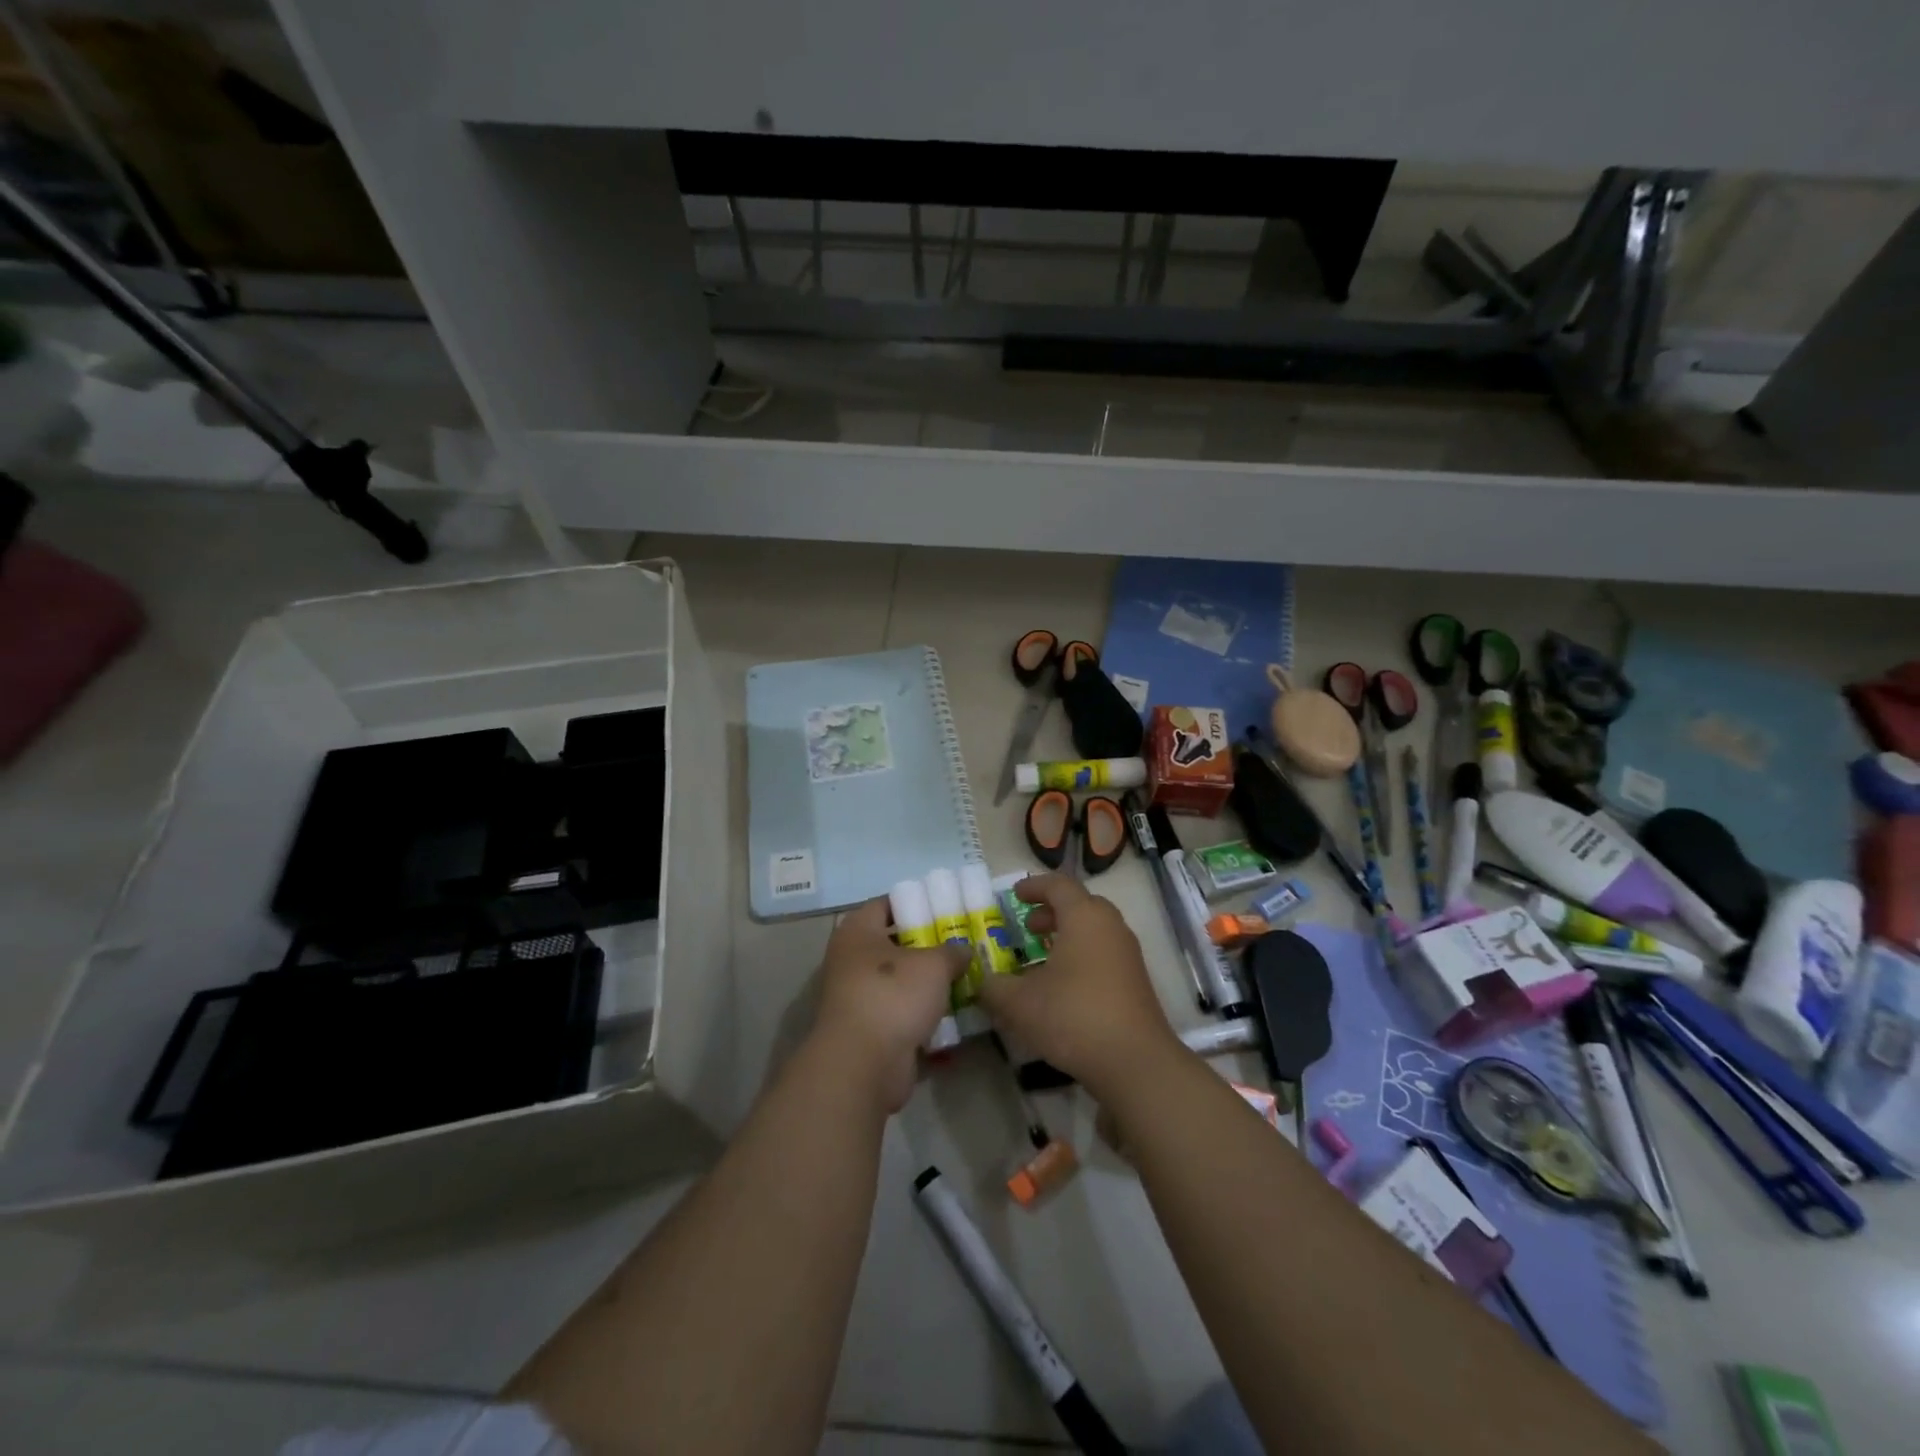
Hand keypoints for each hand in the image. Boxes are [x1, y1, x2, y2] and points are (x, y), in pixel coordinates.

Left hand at [813, 896, 970, 1113]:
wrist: (863, 1065)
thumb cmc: (893, 995)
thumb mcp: (933, 965)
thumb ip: (951, 952)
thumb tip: (962, 951)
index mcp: (857, 932)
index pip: (885, 904)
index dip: (915, 903)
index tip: (945, 908)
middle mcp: (851, 960)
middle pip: (894, 944)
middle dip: (926, 946)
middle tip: (961, 945)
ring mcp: (857, 998)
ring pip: (899, 982)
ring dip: (926, 984)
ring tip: (963, 978)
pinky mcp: (868, 1031)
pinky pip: (900, 1014)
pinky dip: (921, 1015)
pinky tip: (952, 1014)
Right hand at [976, 873, 1181, 1097]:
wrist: (1134, 1062)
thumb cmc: (1073, 1017)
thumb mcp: (1019, 1003)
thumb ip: (994, 987)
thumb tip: (982, 982)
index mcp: (1084, 917)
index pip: (1058, 885)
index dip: (1034, 887)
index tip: (1014, 895)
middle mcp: (1110, 926)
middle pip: (1080, 904)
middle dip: (1051, 911)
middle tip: (1028, 927)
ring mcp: (1127, 953)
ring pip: (1094, 929)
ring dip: (1067, 934)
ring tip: (1042, 958)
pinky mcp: (1135, 980)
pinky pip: (1104, 952)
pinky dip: (1081, 955)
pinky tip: (1063, 985)